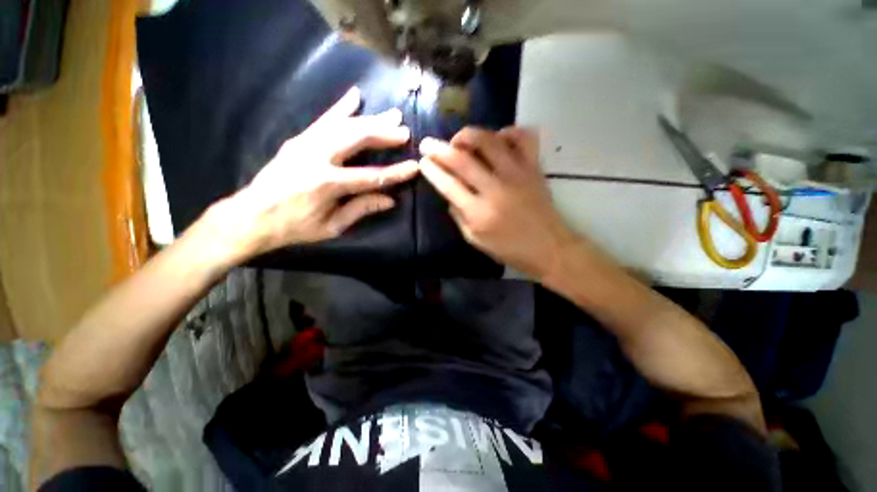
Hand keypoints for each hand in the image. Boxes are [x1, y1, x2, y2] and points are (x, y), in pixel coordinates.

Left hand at [202, 87, 418, 263]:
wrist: (252, 216)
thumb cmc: (295, 227)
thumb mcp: (332, 226)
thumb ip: (361, 209)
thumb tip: (390, 200)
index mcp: (327, 184)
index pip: (371, 176)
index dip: (395, 173)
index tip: (414, 167)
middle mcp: (316, 158)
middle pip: (357, 139)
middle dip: (384, 134)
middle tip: (405, 132)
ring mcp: (305, 144)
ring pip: (343, 125)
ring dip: (370, 119)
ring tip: (391, 115)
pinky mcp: (298, 139)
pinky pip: (323, 119)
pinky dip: (340, 107)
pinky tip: (355, 96)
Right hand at [419, 127, 578, 279]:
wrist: (549, 248)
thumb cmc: (509, 249)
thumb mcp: (476, 240)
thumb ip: (459, 216)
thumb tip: (449, 194)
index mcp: (479, 214)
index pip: (449, 185)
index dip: (433, 171)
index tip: (423, 161)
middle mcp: (496, 190)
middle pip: (462, 160)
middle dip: (439, 149)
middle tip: (427, 143)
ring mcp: (517, 175)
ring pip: (489, 141)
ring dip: (468, 135)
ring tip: (459, 139)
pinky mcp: (534, 168)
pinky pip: (523, 138)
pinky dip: (508, 132)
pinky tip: (497, 138)